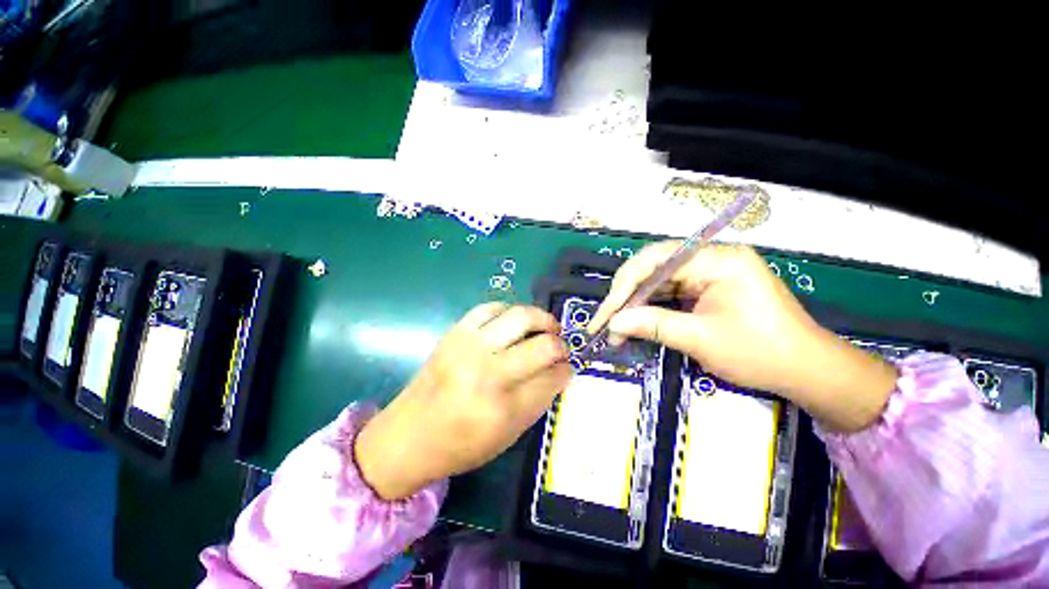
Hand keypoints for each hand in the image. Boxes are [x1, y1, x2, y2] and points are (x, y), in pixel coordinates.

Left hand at [355, 303, 571, 499]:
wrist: (408, 435)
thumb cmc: (461, 444)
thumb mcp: (508, 435)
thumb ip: (538, 400)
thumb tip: (560, 370)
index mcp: (503, 409)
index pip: (551, 378)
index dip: (566, 370)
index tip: (568, 366)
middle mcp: (488, 373)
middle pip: (542, 346)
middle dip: (560, 345)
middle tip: (561, 347)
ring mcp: (470, 347)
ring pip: (520, 317)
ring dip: (542, 319)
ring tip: (546, 327)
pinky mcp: (455, 332)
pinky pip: (491, 308)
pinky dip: (510, 311)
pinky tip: (515, 322)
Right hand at [590, 242, 896, 431]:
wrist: (808, 371)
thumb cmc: (761, 353)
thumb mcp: (701, 339)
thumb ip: (652, 325)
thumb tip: (612, 324)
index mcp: (718, 260)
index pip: (656, 261)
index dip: (624, 286)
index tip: (605, 314)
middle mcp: (711, 258)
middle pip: (654, 267)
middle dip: (626, 295)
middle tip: (605, 320)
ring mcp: (710, 272)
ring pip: (658, 280)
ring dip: (635, 303)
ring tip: (614, 325)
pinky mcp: (708, 287)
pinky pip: (670, 292)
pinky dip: (651, 307)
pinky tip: (635, 321)